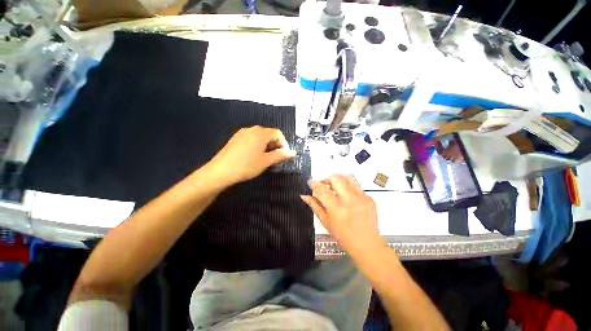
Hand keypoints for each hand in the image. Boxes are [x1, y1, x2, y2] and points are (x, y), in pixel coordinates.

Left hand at [206, 126, 295, 185]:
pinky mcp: (235, 138)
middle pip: (269, 134)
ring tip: (265, 158)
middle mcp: (251, 129)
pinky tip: (253, 156)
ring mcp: (242, 133)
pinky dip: (257, 145)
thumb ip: (280, 155)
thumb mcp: (266, 161)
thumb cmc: (246, 166)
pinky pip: (251, 138)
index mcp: (260, 133)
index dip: (284, 143)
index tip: (284, 155)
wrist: (220, 171)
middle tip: (275, 158)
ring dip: (266, 145)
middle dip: (275, 145)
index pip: (278, 133)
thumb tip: (293, 152)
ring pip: (260, 136)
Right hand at [301, 175, 383, 256]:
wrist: (367, 245)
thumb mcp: (326, 222)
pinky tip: (346, 196)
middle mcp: (350, 200)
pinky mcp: (369, 198)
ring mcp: (362, 198)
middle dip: (326, 179)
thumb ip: (314, 206)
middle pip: (336, 179)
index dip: (314, 183)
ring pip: (348, 177)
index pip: (323, 190)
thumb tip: (304, 196)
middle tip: (323, 185)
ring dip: (338, 179)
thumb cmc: (343, 236)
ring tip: (334, 186)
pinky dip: (348, 187)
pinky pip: (356, 186)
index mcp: (337, 209)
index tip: (310, 181)